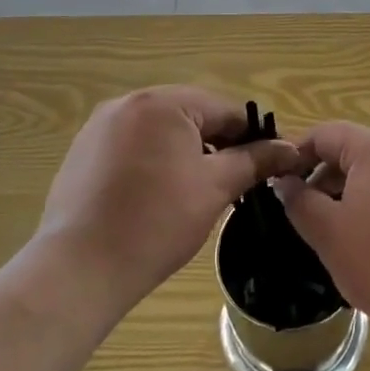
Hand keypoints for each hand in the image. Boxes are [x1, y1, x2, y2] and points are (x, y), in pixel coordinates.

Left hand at [39, 87, 301, 312]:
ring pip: (160, 130)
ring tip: (196, 191)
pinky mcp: (83, 151)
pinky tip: (156, 196)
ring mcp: (99, 126)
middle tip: (233, 182)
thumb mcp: (215, 188)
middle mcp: (127, 102)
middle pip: (190, 115)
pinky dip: (152, 161)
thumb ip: (254, 161)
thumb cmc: (156, 222)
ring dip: (184, 152)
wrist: (80, 268)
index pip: (223, 109)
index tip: (268, 165)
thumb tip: (289, 149)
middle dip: (216, 144)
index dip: (251, 137)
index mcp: (162, 102)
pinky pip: (132, 145)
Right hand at [273, 122, 369, 350]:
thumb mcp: (329, 234)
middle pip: (355, 150)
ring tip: (338, 231)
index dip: (297, 154)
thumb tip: (285, 182)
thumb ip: (300, 201)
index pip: (326, 133)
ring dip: (352, 192)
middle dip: (325, 176)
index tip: (279, 183)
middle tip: (305, 212)